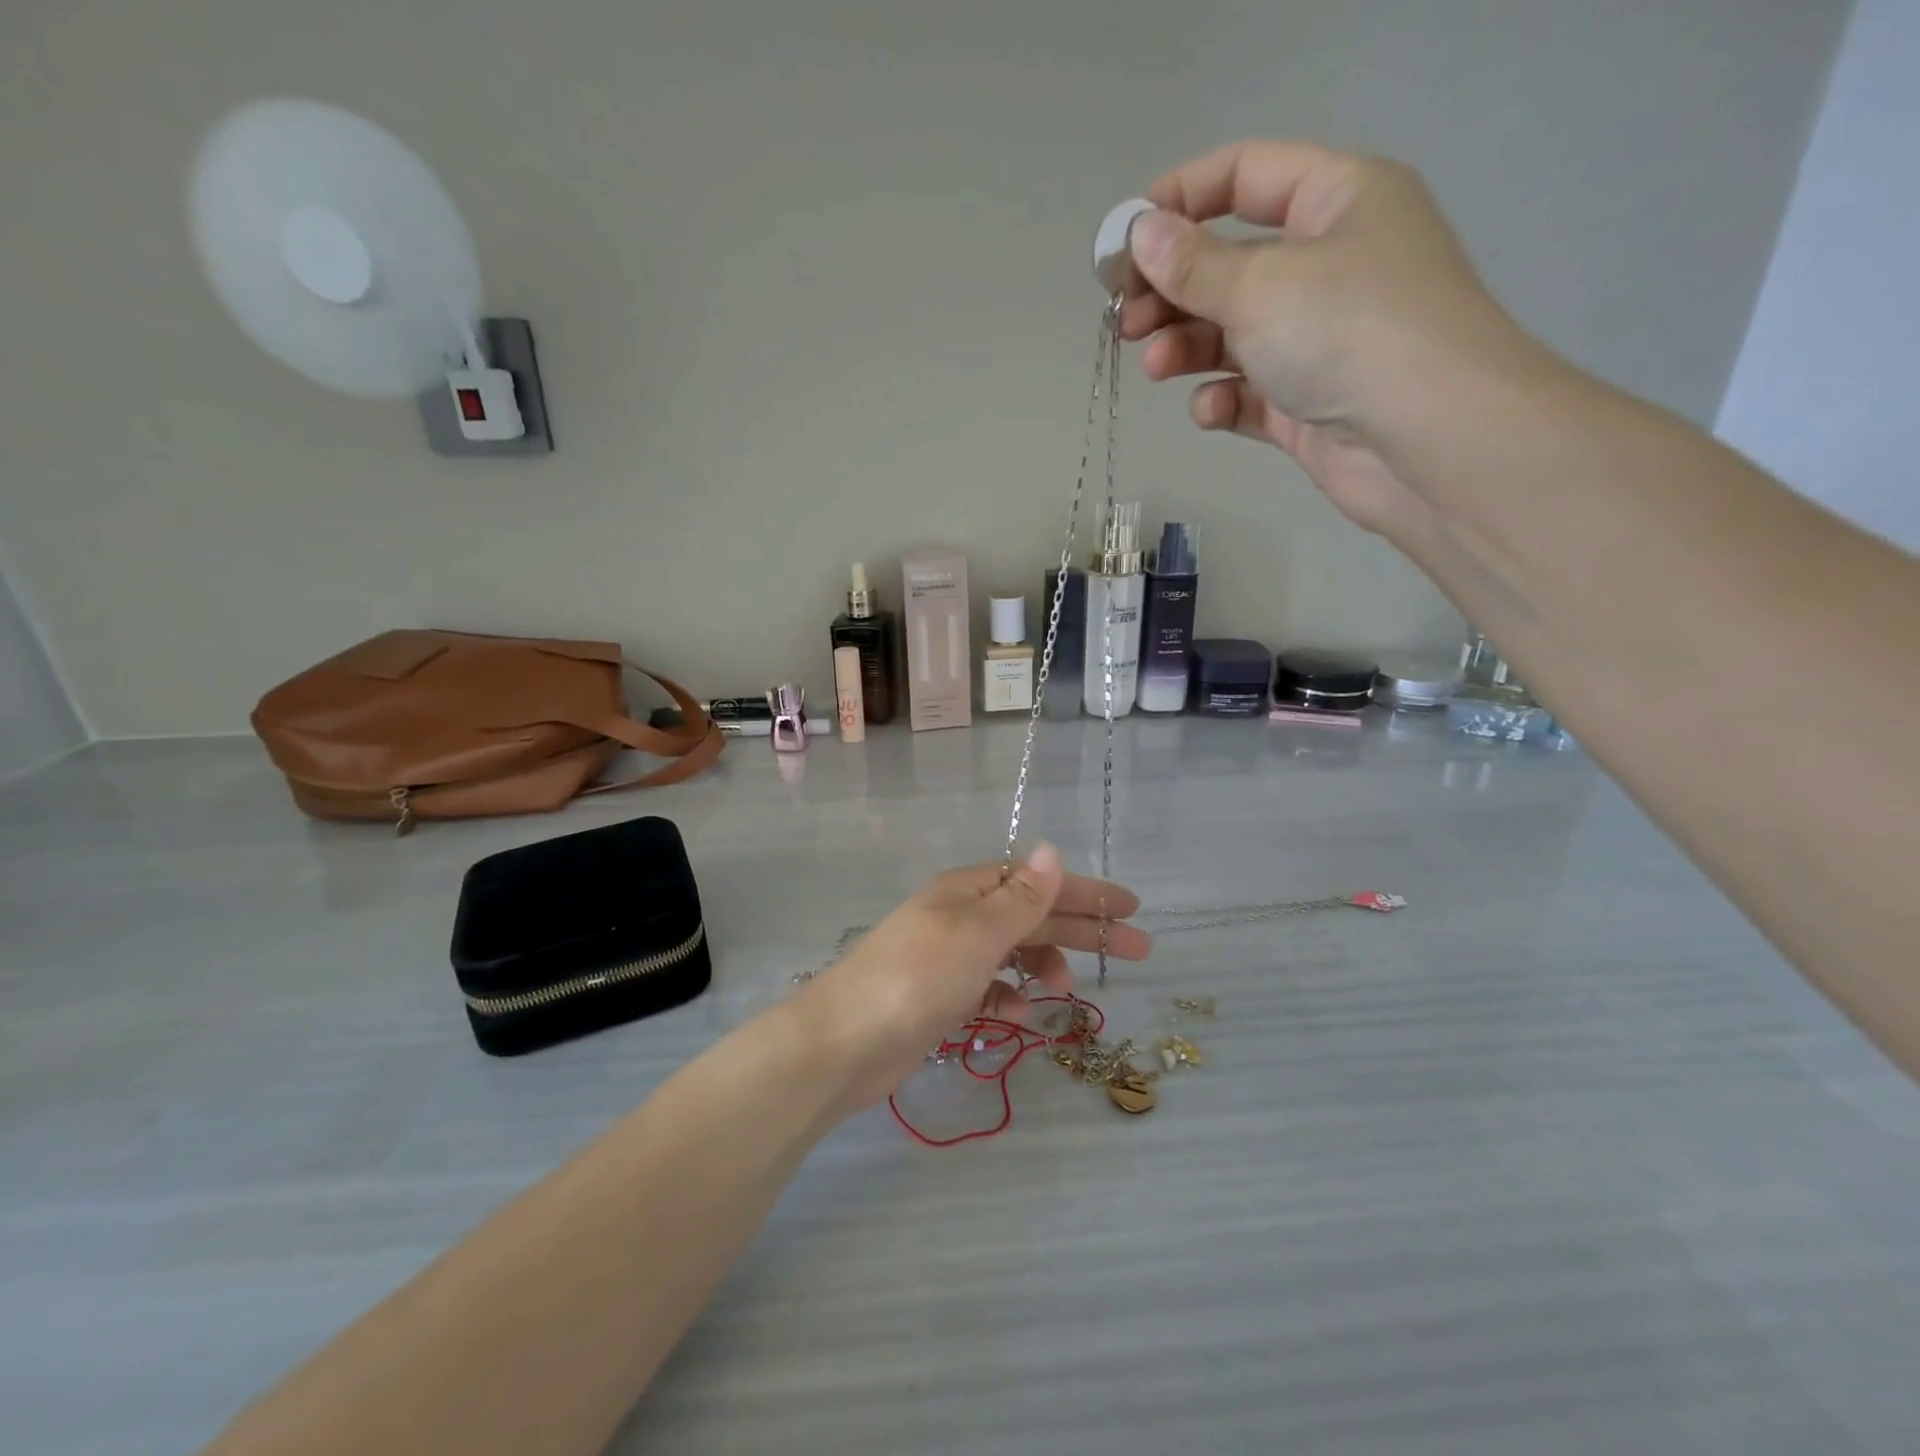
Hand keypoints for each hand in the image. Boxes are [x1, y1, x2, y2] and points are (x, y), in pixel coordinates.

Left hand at [799, 844, 1150, 1111]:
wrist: (843, 1043)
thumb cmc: (915, 978)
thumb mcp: (976, 933)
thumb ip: (1020, 898)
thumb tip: (1052, 849)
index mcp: (967, 891)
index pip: (1037, 882)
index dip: (1085, 892)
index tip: (1131, 907)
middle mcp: (959, 918)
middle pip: (1033, 916)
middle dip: (1083, 930)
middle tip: (1138, 949)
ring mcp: (947, 958)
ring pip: (1012, 953)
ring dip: (1044, 964)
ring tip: (1066, 988)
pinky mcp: (939, 998)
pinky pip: (988, 988)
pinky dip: (1009, 995)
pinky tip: (1022, 1011)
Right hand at [1119, 140, 1528, 533]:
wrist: (1427, 441)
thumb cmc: (1348, 332)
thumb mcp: (1261, 284)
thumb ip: (1193, 264)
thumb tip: (1140, 234)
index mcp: (1337, 201)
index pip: (1246, 176)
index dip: (1179, 199)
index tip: (1123, 241)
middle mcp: (1330, 265)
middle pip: (1231, 265)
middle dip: (1172, 292)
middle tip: (1125, 323)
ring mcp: (1320, 339)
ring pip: (1233, 334)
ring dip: (1187, 348)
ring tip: (1156, 367)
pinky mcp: (1308, 403)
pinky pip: (1250, 393)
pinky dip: (1224, 399)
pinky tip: (1211, 410)